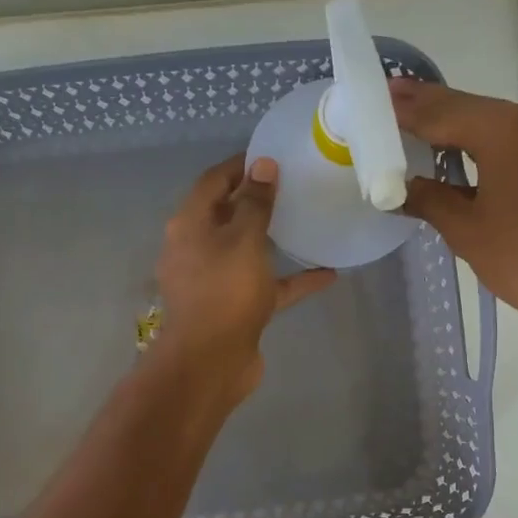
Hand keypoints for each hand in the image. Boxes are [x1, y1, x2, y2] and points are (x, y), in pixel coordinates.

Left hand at [152, 154, 335, 399]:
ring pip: (247, 252)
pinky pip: (266, 286)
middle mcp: (197, 249)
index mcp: (190, 225)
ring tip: (307, 221)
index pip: (212, 182)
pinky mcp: (235, 308)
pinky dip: (292, 279)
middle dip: (257, 200)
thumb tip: (262, 165)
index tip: (271, 155)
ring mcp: (216, 281)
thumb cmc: (224, 291)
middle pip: (228, 215)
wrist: (211, 362)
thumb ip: (255, 202)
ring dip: (274, 239)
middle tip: (293, 184)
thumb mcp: (243, 239)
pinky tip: (328, 274)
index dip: (240, 166)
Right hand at [393, 79, 517, 371]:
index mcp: (505, 132)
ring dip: (454, 121)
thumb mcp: (467, 231)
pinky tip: (457, 146)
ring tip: (414, 118)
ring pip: (491, 120)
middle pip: (469, 107)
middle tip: (390, 95)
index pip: (444, 112)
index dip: (408, 109)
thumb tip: (400, 188)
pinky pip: (510, 137)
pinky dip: (478, 139)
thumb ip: (430, 200)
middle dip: (429, 105)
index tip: (376, 97)